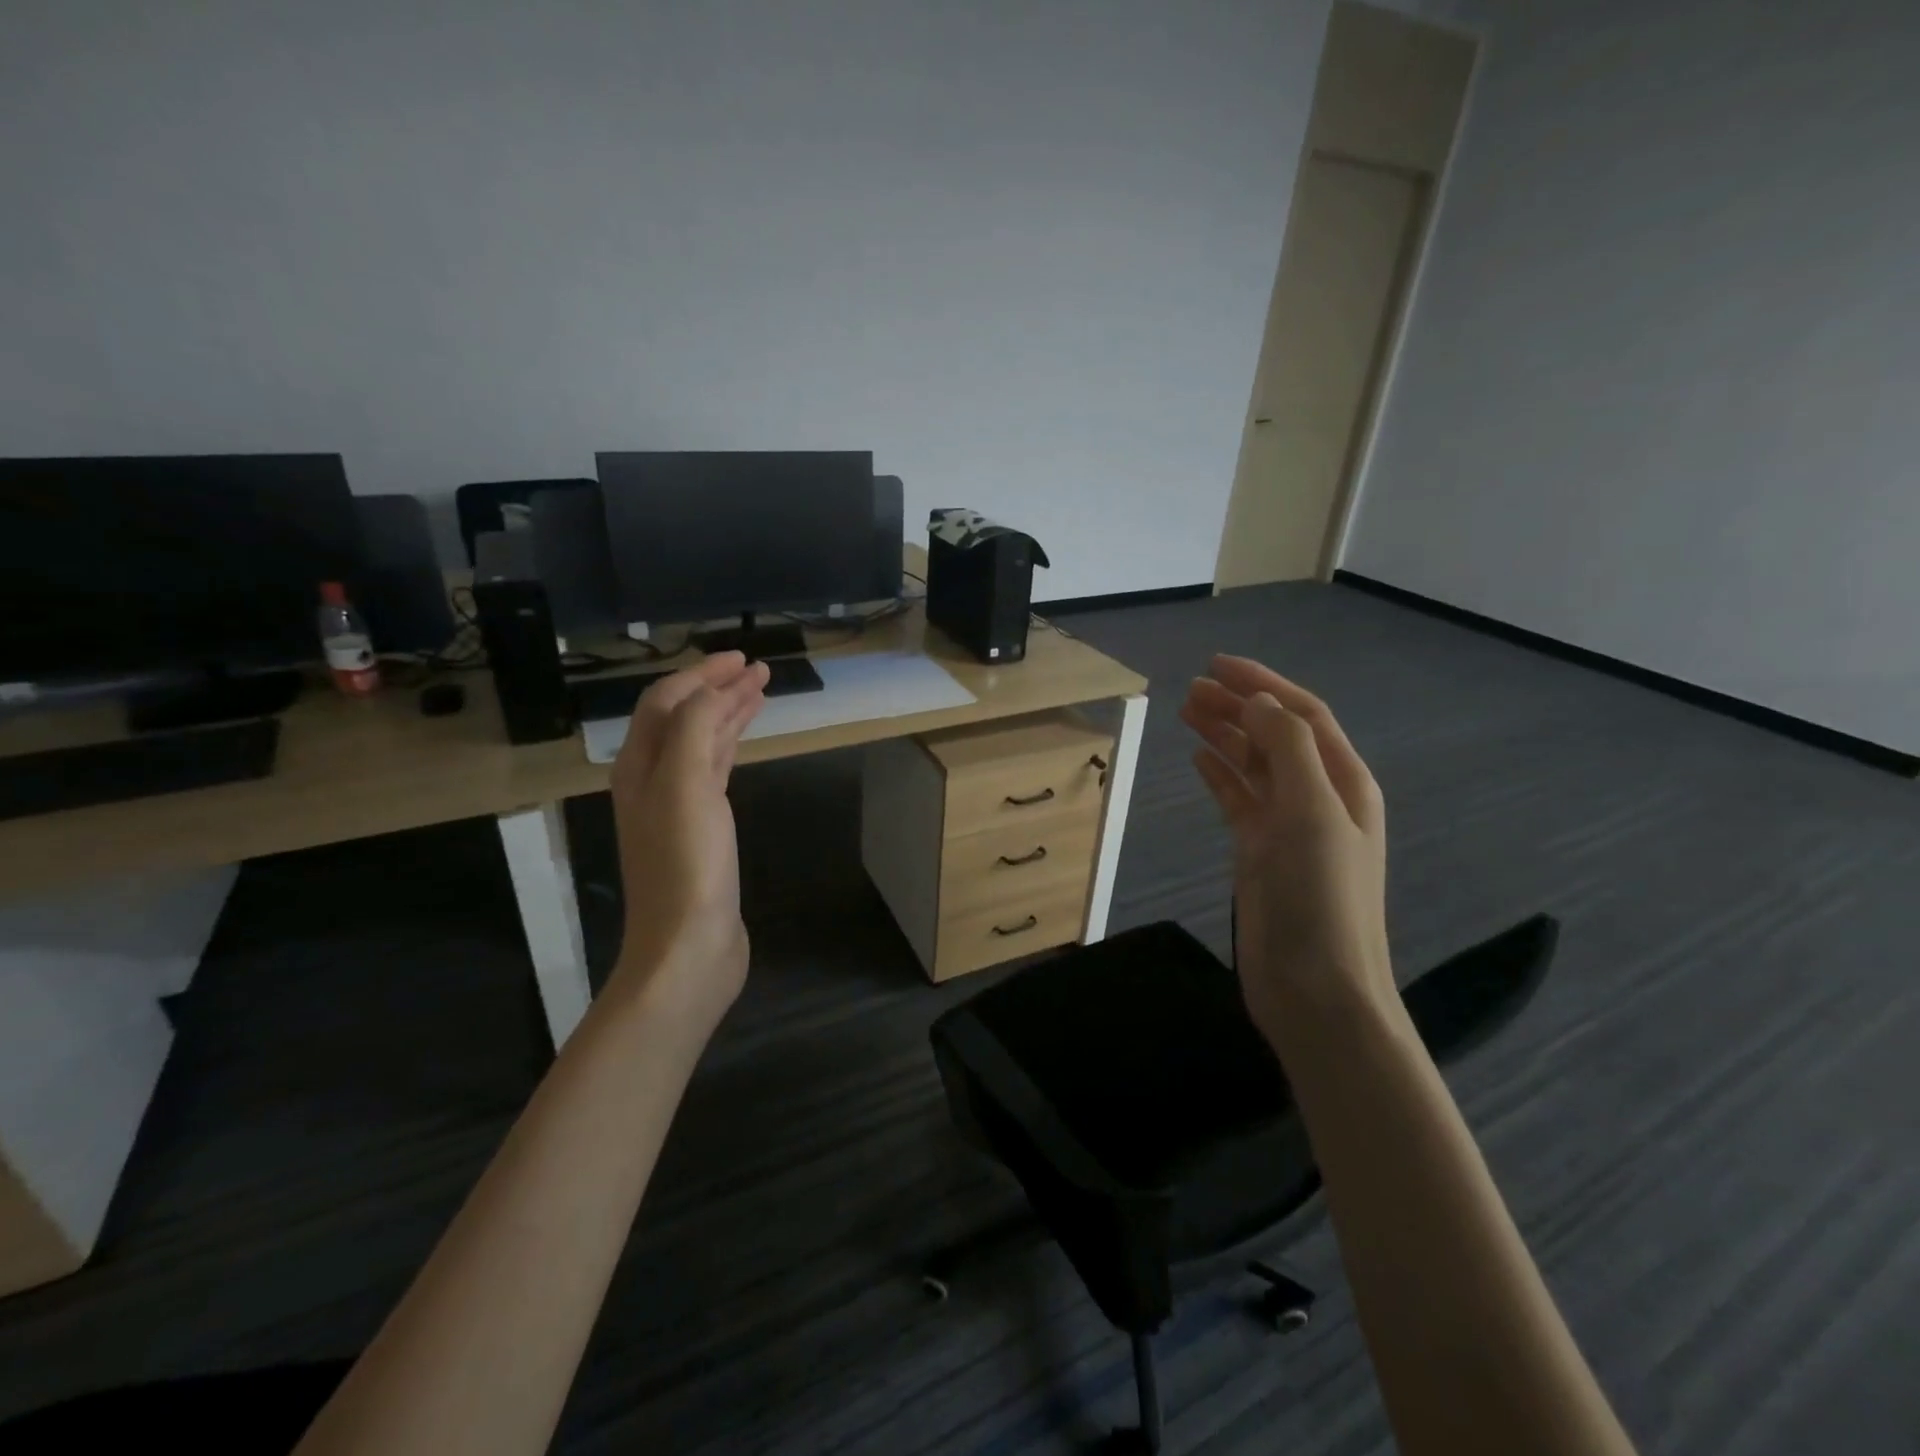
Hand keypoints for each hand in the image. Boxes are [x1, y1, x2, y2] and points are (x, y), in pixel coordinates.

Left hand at [606, 652, 769, 1036]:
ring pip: (701, 742)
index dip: (701, 675)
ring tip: (759, 692)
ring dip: (727, 713)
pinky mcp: (703, 829)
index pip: (666, 702)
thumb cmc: (687, 864)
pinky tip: (743, 740)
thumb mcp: (686, 786)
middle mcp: (653, 779)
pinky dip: (730, 746)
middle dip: (717, 688)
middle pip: (683, 718)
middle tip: (757, 669)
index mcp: (640, 766)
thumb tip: (710, 693)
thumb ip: (693, 729)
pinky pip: (714, 771)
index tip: (742, 658)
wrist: (689, 945)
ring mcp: (678, 806)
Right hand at [1180, 655, 1392, 1049]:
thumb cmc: (1320, 896)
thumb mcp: (1312, 812)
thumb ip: (1287, 749)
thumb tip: (1257, 702)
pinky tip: (1198, 759)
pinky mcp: (1260, 852)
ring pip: (1253, 764)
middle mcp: (1318, 796)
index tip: (1216, 664)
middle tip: (1190, 688)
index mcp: (1343, 781)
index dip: (1262, 684)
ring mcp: (1287, 826)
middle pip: (1274, 734)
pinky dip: (1219, 775)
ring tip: (1186, 710)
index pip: (1301, 715)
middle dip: (1237, 705)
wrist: (1317, 989)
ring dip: (1224, 734)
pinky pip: (1238, 799)